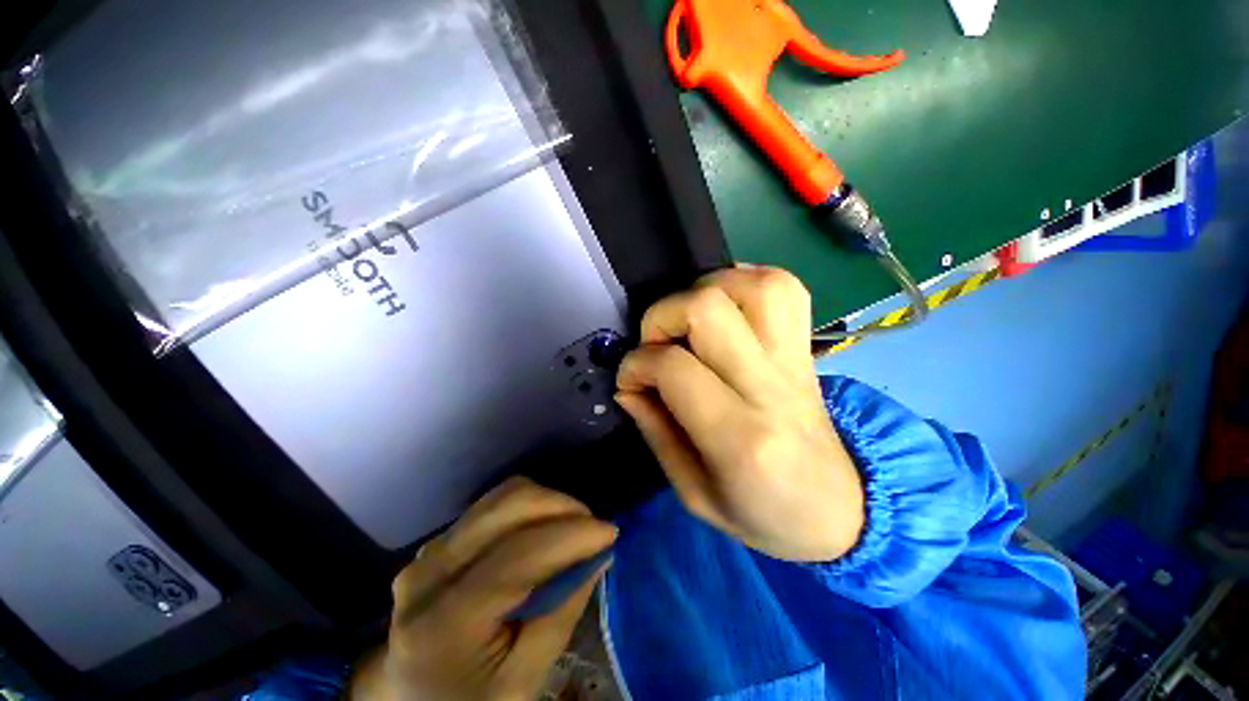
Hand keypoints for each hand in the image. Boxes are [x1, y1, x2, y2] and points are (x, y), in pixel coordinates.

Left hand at [351, 477, 616, 700]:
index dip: (570, 536)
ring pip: (501, 497)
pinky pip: (493, 506)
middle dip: (561, 506)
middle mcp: (429, 573)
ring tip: (572, 527)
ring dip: (547, 502)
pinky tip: (543, 531)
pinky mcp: (440, 541)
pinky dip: (528, 508)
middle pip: (506, 506)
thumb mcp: (522, 681)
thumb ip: (561, 615)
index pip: (517, 557)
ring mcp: (429, 551)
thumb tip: (600, 556)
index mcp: (444, 623)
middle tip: (592, 527)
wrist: (410, 700)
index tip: (610, 532)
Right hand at [615, 266, 863, 562]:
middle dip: (662, 316)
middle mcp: (769, 385)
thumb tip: (628, 387)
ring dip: (704, 290)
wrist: (838, 509)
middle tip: (656, 344)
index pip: (673, 367)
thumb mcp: (693, 493)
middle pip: (707, 309)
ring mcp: (794, 359)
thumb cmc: (763, 513)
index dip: (636, 365)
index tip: (630, 380)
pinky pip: (783, 287)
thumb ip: (655, 432)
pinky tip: (725, 306)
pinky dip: (744, 281)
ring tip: (689, 320)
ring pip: (750, 285)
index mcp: (739, 437)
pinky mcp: (806, 347)